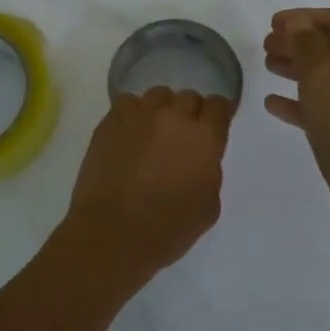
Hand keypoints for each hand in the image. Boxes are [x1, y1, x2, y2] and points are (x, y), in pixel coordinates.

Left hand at [63, 87, 233, 282]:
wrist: (112, 234)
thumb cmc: (167, 229)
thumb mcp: (208, 206)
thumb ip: (209, 171)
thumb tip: (198, 158)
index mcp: (205, 137)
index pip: (219, 106)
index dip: (218, 115)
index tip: (213, 126)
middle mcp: (174, 116)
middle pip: (188, 97)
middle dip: (189, 114)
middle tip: (181, 137)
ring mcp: (138, 115)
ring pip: (158, 96)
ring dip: (161, 111)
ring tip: (153, 134)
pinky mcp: (109, 121)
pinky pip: (127, 104)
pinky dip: (132, 115)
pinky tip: (129, 136)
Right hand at [263, 8, 329, 240]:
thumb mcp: (324, 79)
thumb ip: (307, 45)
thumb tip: (298, 22)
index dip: (303, 17)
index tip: (271, 23)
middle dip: (298, 42)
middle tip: (265, 44)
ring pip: (327, 77)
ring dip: (297, 68)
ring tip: (267, 65)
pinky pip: (325, 107)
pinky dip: (301, 101)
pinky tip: (273, 103)